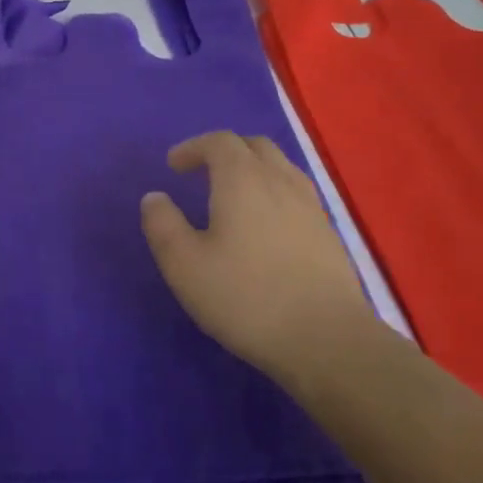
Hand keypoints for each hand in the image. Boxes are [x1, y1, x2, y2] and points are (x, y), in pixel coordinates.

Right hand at [140, 132, 367, 379]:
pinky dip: (274, 193)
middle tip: (202, 173)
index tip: (173, 166)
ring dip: (253, 169)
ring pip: (280, 168)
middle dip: (225, 151)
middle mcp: (280, 181)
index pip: (219, 142)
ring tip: (233, 195)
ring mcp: (311, 207)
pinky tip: (265, 225)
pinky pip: (297, 193)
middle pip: (254, 146)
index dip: (193, 147)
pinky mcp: (328, 234)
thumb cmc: (247, 298)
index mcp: (243, 180)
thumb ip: (163, 225)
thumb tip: (154, 197)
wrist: (328, 340)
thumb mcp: (185, 265)